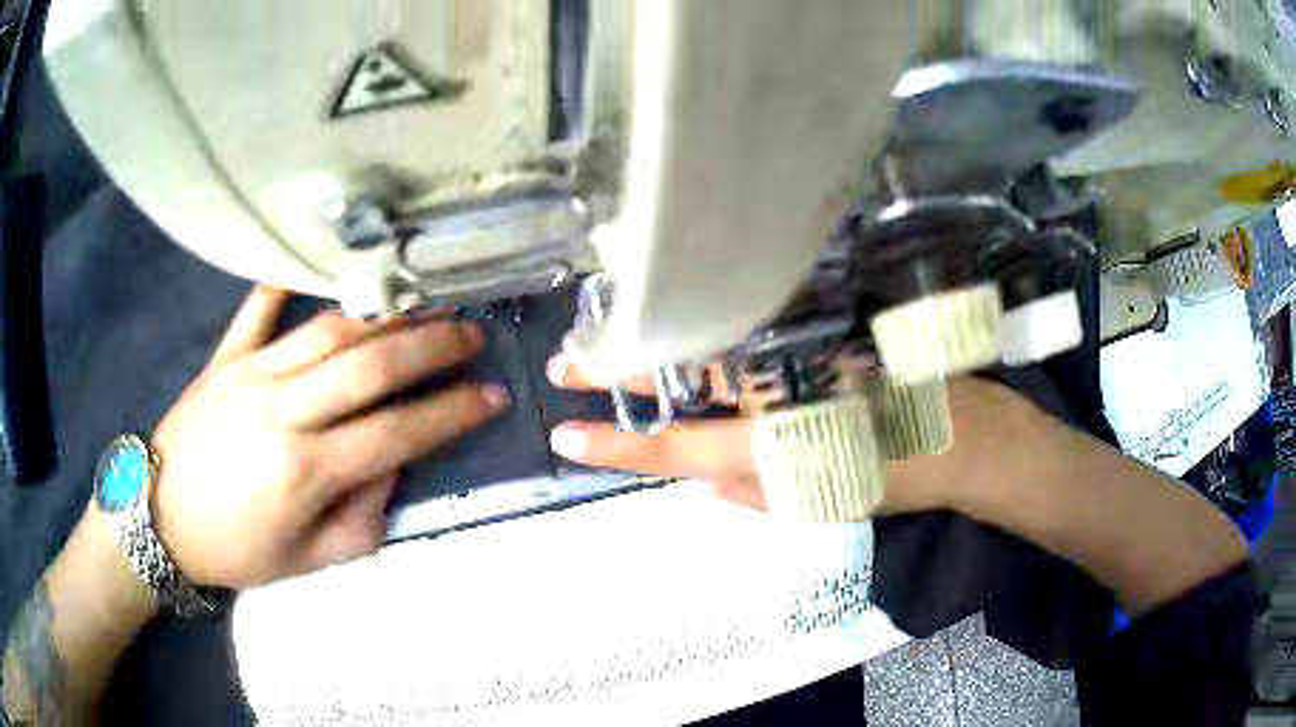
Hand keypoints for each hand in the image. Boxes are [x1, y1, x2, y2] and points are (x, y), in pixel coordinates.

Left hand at [150, 286, 508, 588]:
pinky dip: (286, 281)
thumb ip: (361, 518)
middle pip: (369, 365)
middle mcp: (284, 412)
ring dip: (382, 313)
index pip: (397, 432)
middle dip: (431, 345)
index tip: (493, 396)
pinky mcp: (225, 356)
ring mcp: (252, 373)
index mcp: (307, 471)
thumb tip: (392, 464)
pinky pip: (257, 307)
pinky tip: (316, 264)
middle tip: (471, 333)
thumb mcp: (309, 560)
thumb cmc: (236, 549)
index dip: (452, 413)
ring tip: (422, 302)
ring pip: (327, 329)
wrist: (160, 519)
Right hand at [547, 356, 1035, 516]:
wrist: (960, 434)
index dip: (615, 446)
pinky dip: (713, 330)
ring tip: (611, 340)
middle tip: (567, 363)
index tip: (565, 437)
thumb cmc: (892, 479)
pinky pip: (750, 330)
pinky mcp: (816, 331)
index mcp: (764, 445)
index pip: (671, 448)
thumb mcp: (820, 504)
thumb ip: (755, 495)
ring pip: (708, 346)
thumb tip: (706, 482)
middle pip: (676, 379)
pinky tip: (690, 321)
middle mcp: (769, 392)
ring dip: (657, 343)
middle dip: (615, 372)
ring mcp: (792, 355)